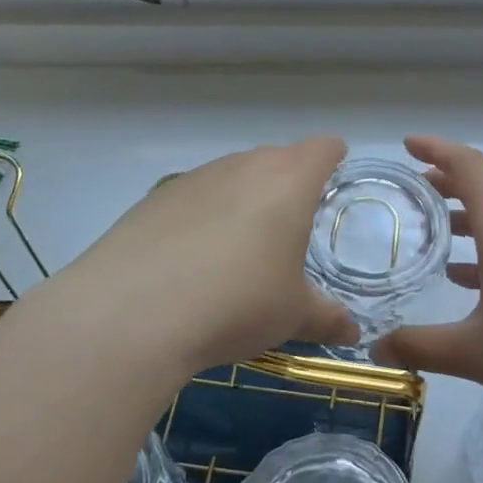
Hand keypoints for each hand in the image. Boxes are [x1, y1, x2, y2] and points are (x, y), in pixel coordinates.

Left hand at [23, 138, 357, 385]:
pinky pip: (194, 198)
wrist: (131, 313)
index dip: (334, 159)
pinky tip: (192, 262)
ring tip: (239, 251)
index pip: (323, 148)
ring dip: (243, 201)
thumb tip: (352, 334)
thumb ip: (327, 318)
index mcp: (288, 180)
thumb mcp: (292, 316)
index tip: (334, 181)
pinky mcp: (153, 199)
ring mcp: (194, 178)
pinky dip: (202, 218)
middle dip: (288, 185)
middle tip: (291, 230)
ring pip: (232, 176)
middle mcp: (242, 166)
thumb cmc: (237, 302)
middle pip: (276, 159)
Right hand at [375, 136, 482, 433]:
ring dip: (472, 213)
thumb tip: (374, 348)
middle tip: (416, 185)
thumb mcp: (473, 354)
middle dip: (451, 178)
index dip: (438, 149)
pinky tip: (468, 278)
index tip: (407, 145)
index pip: (470, 169)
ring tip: (437, 227)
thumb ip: (419, 346)